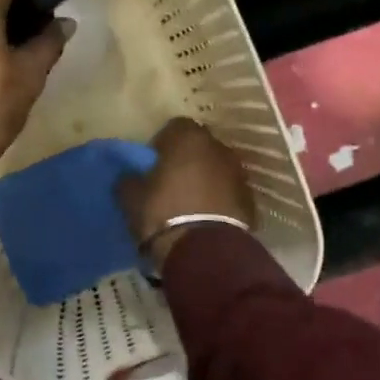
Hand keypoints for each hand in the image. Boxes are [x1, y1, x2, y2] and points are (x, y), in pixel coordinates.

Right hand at [117, 118, 255, 263]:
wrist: (204, 252)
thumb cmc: (163, 213)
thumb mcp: (130, 196)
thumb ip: (129, 178)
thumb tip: (131, 176)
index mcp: (188, 138)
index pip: (175, 127)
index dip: (162, 143)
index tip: (153, 163)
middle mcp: (218, 148)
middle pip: (200, 146)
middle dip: (187, 159)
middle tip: (171, 181)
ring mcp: (239, 173)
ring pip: (217, 169)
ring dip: (206, 179)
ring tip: (190, 201)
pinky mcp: (250, 200)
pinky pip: (229, 192)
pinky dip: (220, 199)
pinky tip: (207, 217)